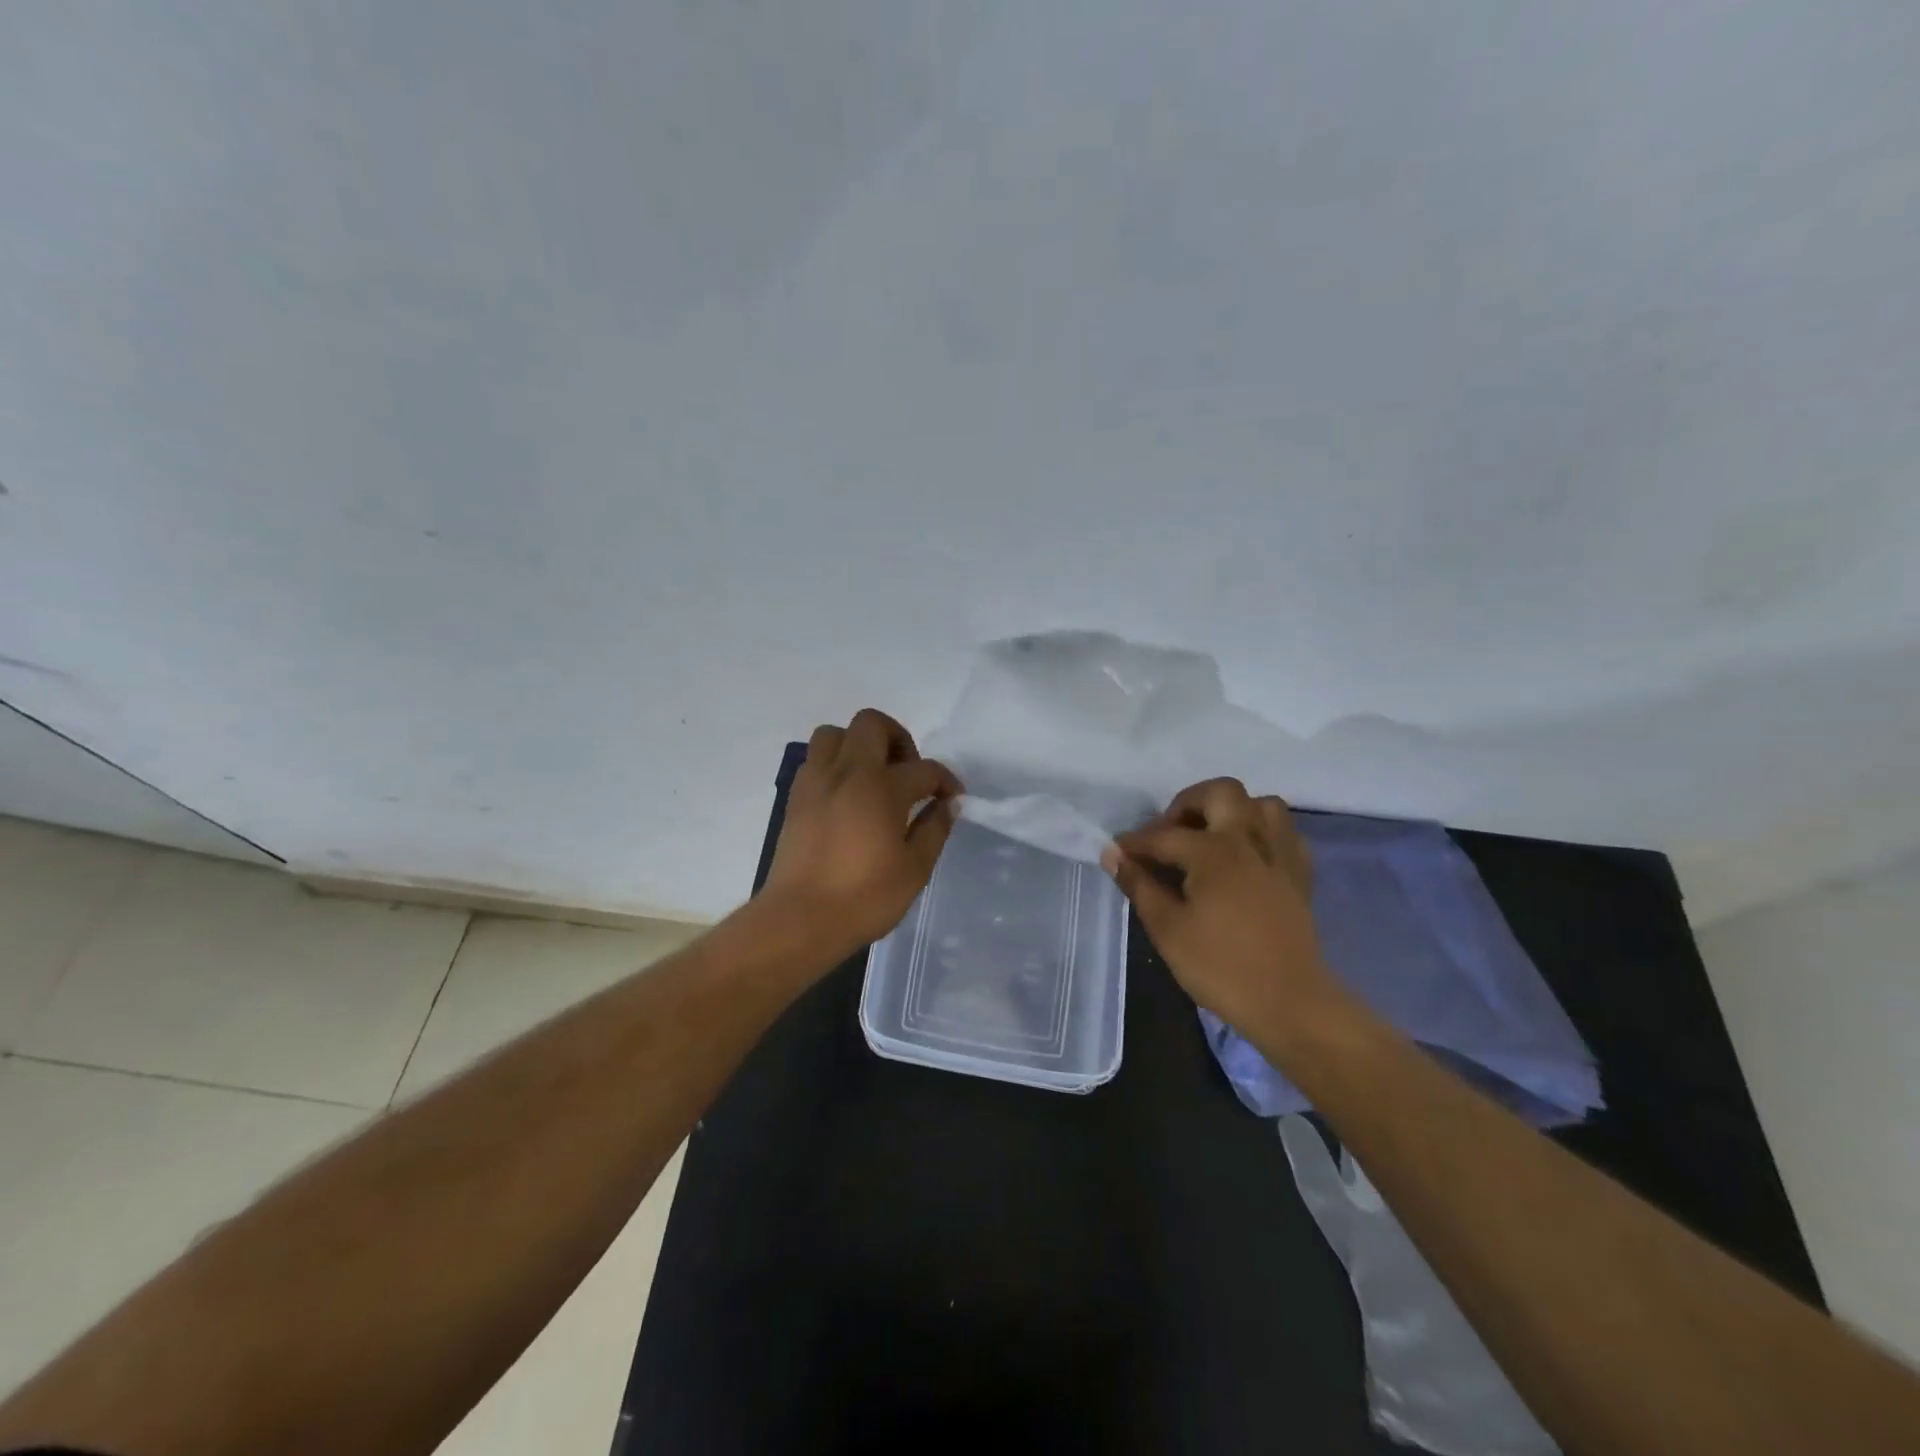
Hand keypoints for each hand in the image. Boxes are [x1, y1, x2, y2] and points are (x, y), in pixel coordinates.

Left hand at [762, 709, 962, 951]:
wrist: (799, 920)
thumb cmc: (864, 897)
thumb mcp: (915, 869)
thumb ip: (934, 829)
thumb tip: (947, 804)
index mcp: (882, 788)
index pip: (924, 768)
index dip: (945, 780)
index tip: (952, 797)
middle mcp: (847, 772)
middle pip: (872, 724)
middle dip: (898, 739)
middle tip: (908, 773)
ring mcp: (816, 781)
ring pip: (834, 734)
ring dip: (859, 744)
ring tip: (873, 777)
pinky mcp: (795, 797)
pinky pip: (815, 760)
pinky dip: (834, 765)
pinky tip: (847, 796)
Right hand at [1101, 778, 1337, 1037]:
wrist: (1290, 1003)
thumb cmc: (1221, 968)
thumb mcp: (1167, 930)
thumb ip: (1139, 886)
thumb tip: (1114, 855)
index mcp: (1214, 852)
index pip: (1164, 835)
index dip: (1135, 842)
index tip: (1117, 852)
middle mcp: (1249, 840)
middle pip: (1221, 792)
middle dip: (1187, 804)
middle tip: (1168, 834)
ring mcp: (1280, 854)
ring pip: (1261, 804)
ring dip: (1231, 811)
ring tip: (1209, 838)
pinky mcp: (1300, 874)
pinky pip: (1284, 833)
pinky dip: (1261, 833)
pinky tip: (1245, 856)